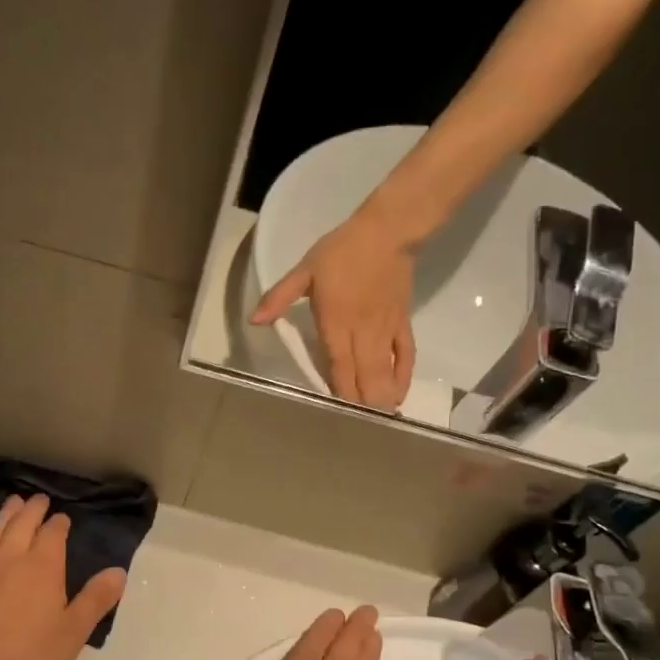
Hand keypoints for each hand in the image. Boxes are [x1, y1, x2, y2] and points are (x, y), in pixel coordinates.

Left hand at [0, 494, 125, 659]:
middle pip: (21, 524)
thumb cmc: (28, 656)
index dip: (59, 524)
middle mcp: (9, 558)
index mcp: (43, 566)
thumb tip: (118, 571)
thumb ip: (96, 599)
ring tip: (11, 504)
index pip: (53, 534)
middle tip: (38, 499)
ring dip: (4, 516)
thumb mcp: (73, 632)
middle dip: (32, 509)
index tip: (63, 518)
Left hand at [252, 215, 416, 410]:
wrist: (387, 231)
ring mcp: (385, 330)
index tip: (337, 416)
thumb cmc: (341, 251)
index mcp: (336, 323)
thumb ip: (279, 298)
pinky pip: (405, 356)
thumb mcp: (304, 270)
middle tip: (355, 427)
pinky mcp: (402, 323)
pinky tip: (397, 394)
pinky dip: (402, 376)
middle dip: (361, 404)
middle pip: (363, 377)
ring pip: (384, 372)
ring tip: (377, 420)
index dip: (339, 393)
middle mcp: (362, 333)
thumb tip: (255, 322)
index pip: (338, 367)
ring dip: (381, 397)